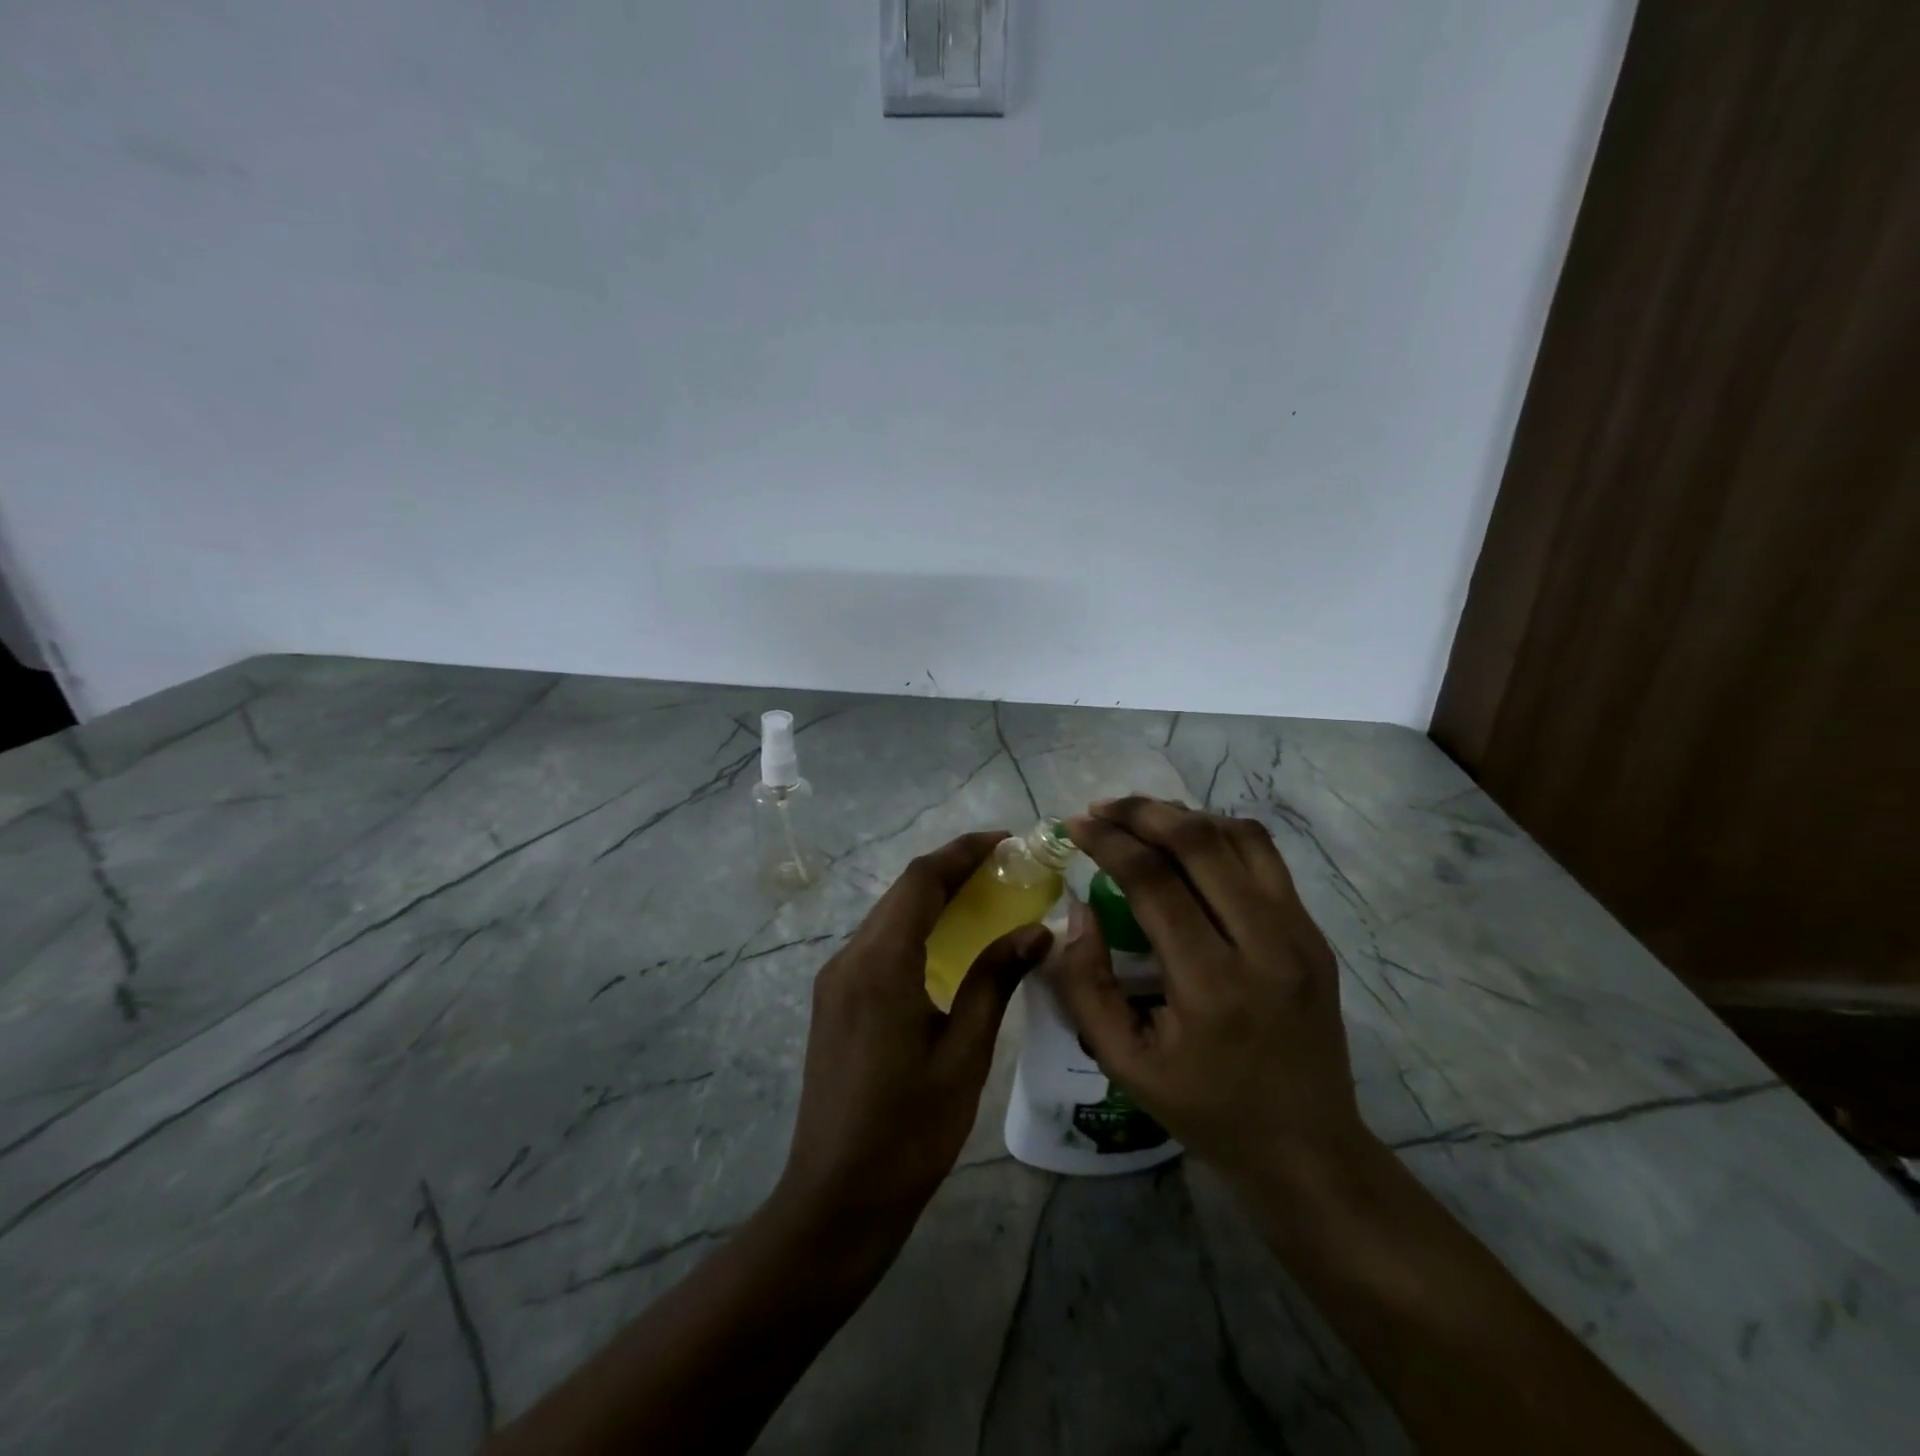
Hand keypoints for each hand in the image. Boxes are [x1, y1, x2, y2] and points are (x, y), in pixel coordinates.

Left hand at [772, 832, 1052, 1251]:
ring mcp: (836, 980)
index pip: (921, 881)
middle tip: (1005, 867)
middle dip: (952, 870)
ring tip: (985, 897)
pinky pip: (878, 943)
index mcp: (880, 965)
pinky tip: (947, 945)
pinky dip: (915, 928)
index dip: (963, 852)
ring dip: (933, 897)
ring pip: (888, 915)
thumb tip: (1035, 932)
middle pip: (902, 892)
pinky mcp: (834, 1000)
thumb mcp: (964, 1056)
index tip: (1006, 840)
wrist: (835, 1199)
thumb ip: (994, 983)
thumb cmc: (908, 1132)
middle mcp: (849, 959)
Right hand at [1052, 798, 1369, 1193]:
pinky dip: (1220, 835)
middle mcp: (1265, 945)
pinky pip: (1265, 859)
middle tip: (1102, 808)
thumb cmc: (1207, 1109)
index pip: (1155, 882)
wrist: (1308, 1147)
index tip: (1074, 824)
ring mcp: (1299, 933)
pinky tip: (1188, 844)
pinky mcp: (1314, 933)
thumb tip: (1077, 910)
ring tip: (1140, 819)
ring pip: (1240, 837)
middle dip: (1142, 812)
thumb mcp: (1124, 1063)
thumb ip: (1086, 985)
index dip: (1109, 843)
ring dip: (1184, 816)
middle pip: (1200, 843)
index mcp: (1212, 985)